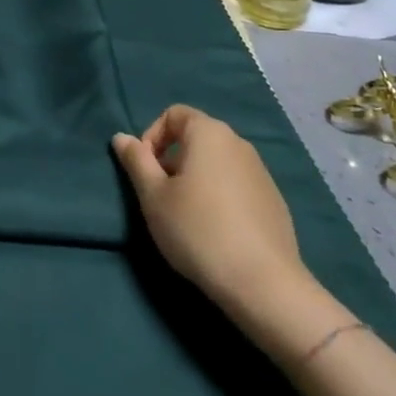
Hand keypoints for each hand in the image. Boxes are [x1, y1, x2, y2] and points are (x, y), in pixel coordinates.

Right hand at [112, 105, 305, 309]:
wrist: (262, 281)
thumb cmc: (197, 229)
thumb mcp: (153, 196)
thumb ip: (136, 161)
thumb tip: (122, 138)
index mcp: (209, 133)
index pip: (173, 114)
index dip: (152, 136)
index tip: (145, 171)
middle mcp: (238, 143)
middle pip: (196, 137)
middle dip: (172, 160)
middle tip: (162, 197)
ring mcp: (261, 171)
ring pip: (216, 163)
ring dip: (195, 179)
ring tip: (187, 216)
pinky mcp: (274, 200)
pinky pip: (237, 185)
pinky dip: (220, 196)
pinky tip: (217, 231)